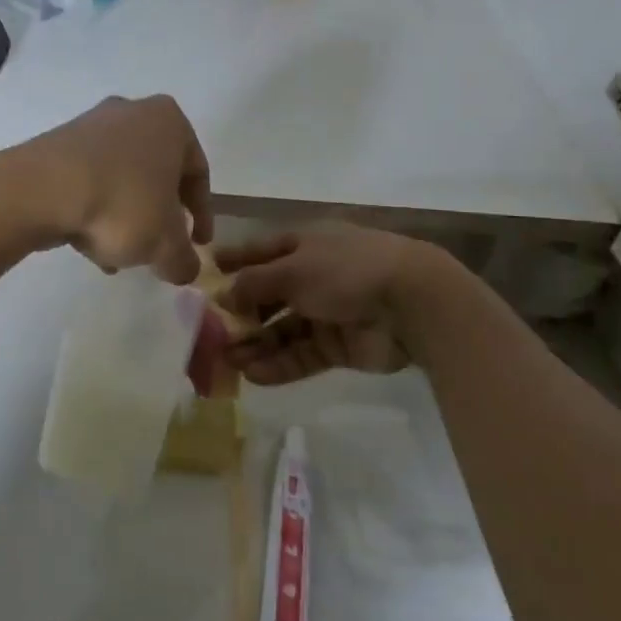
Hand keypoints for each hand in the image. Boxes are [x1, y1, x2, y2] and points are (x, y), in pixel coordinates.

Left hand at [0, 95, 212, 283]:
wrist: (41, 190)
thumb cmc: (122, 204)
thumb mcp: (165, 244)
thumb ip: (184, 260)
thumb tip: (185, 270)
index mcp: (170, 122)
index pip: (198, 173)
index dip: (203, 214)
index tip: (199, 244)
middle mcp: (133, 112)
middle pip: (157, 174)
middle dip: (160, 215)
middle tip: (159, 248)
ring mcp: (92, 124)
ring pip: (122, 179)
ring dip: (126, 216)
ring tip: (119, 256)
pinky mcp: (58, 143)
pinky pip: (90, 179)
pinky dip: (96, 208)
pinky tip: (89, 244)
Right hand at [215, 222, 447, 384]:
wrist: (412, 303)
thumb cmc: (345, 271)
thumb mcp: (292, 269)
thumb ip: (254, 283)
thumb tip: (224, 295)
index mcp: (306, 245)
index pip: (263, 251)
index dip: (236, 259)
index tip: (209, 268)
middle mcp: (314, 275)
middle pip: (269, 295)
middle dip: (241, 313)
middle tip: (209, 332)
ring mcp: (328, 312)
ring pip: (283, 329)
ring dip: (255, 344)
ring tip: (225, 361)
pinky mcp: (339, 345)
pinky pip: (301, 355)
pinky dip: (278, 364)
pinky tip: (252, 376)